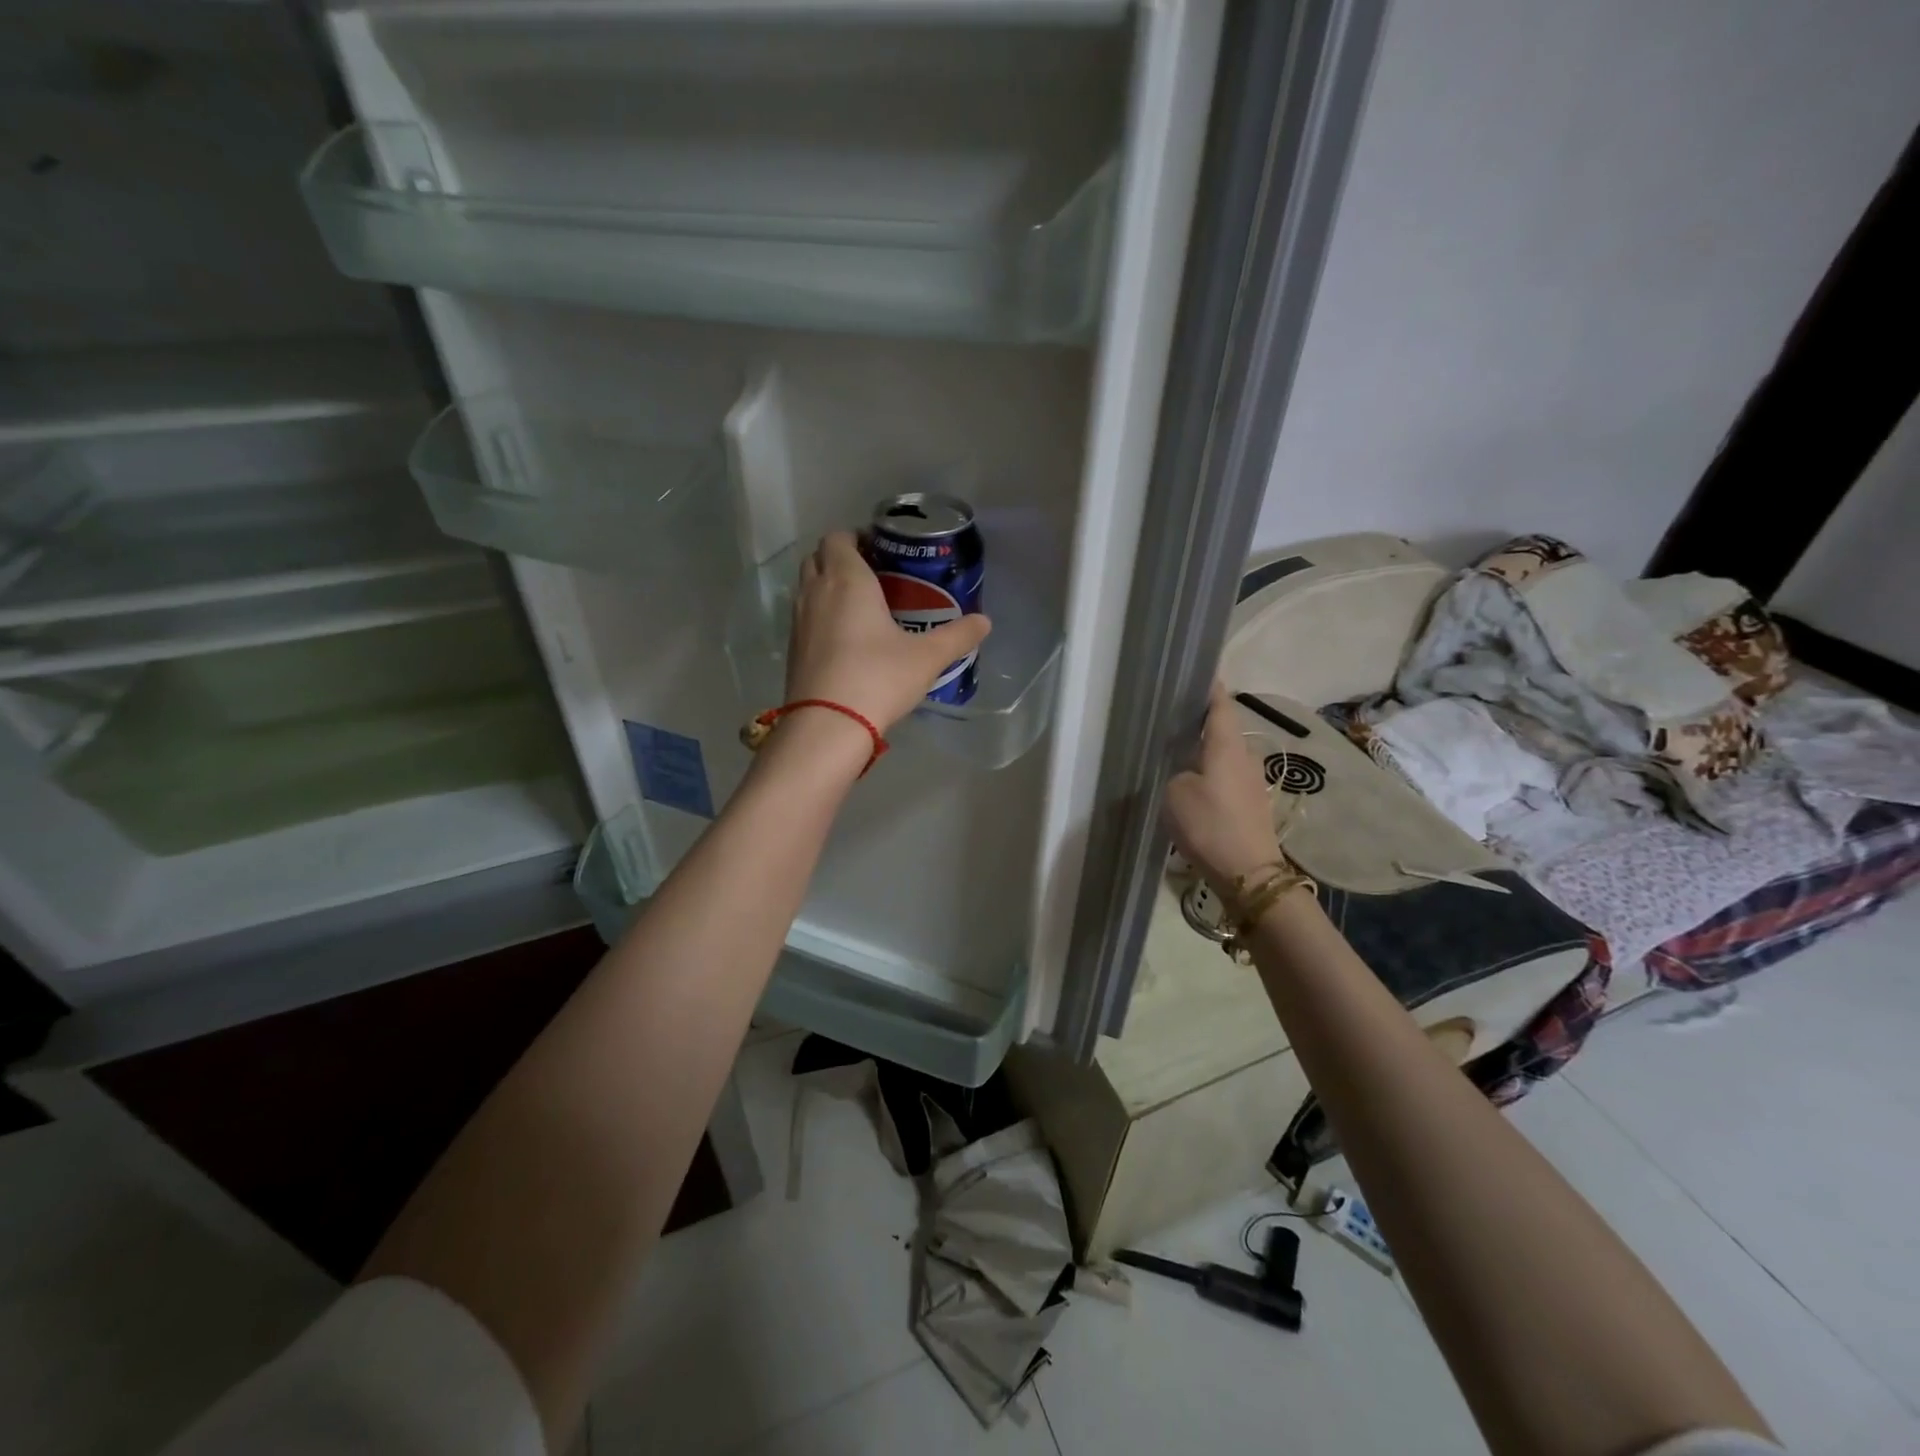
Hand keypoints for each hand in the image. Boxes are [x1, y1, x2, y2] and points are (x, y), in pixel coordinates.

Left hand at [785, 532, 991, 733]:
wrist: (828, 725)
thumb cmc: (878, 678)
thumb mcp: (927, 657)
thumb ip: (957, 636)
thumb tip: (985, 621)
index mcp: (847, 580)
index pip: (838, 537)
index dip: (856, 537)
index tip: (880, 550)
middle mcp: (816, 592)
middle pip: (818, 557)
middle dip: (841, 559)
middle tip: (873, 575)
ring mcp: (798, 621)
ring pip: (808, 587)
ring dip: (828, 587)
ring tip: (861, 606)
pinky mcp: (792, 648)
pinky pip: (804, 616)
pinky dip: (821, 615)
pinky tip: (846, 639)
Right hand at [1163, 681, 1281, 889]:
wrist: (1248, 874)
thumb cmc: (1209, 825)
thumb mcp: (1174, 792)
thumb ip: (1174, 770)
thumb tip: (1181, 766)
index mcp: (1226, 745)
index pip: (1220, 704)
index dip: (1208, 687)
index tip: (1193, 674)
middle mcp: (1244, 757)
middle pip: (1223, 729)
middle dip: (1200, 721)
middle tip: (1170, 717)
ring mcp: (1251, 782)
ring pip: (1224, 755)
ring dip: (1204, 750)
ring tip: (1174, 751)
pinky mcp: (1250, 804)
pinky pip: (1226, 777)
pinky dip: (1209, 773)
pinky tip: (1190, 783)